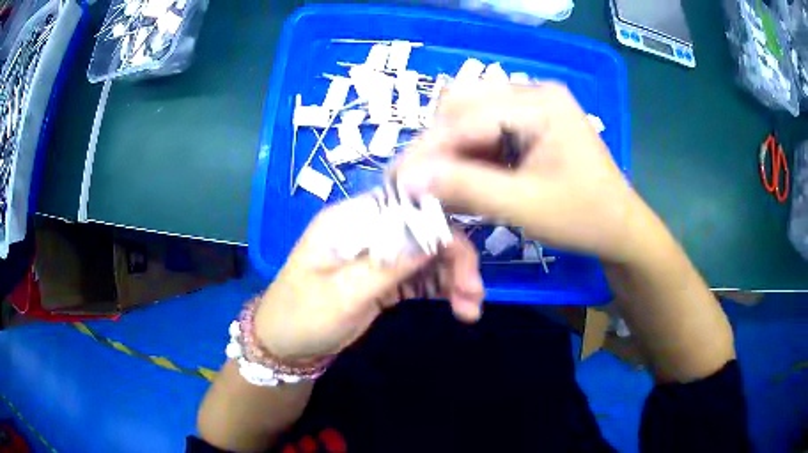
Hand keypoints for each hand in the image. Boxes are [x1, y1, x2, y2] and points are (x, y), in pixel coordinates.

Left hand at [254, 198, 484, 361]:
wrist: (285, 346)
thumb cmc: (301, 318)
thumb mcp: (341, 295)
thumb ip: (386, 265)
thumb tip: (435, 235)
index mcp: (349, 220)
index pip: (404, 204)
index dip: (440, 222)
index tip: (463, 255)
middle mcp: (368, 229)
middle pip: (423, 228)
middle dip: (453, 256)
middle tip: (474, 292)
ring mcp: (378, 253)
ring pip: (428, 254)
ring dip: (454, 276)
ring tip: (471, 308)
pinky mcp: (385, 277)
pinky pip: (422, 276)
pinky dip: (443, 289)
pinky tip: (461, 308)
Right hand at [396, 82, 650, 263]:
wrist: (619, 228)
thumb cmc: (583, 218)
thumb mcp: (525, 207)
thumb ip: (466, 188)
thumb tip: (409, 179)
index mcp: (539, 102)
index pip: (467, 118)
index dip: (428, 151)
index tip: (397, 183)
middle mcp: (533, 91)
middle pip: (463, 106)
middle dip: (437, 146)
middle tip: (420, 185)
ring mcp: (533, 104)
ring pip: (470, 115)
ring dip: (450, 149)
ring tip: (439, 184)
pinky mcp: (531, 121)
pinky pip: (486, 128)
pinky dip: (469, 153)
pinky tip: (464, 176)